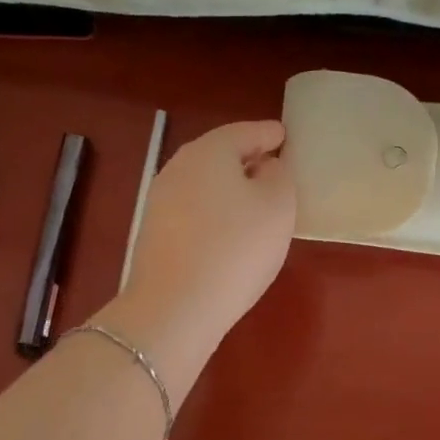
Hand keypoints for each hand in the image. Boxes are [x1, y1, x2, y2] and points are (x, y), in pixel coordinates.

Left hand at [101, 120, 295, 355]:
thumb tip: (266, 168)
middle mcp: (178, 167)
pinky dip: (215, 210)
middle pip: (218, 154)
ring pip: (204, 182)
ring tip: (256, 201)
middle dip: (246, 158)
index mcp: (209, 152)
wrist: (176, 307)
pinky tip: (230, 230)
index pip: (244, 132)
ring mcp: (161, 201)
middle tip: (273, 165)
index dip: (268, 133)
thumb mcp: (278, 206)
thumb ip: (279, 176)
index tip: (284, 135)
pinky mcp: (155, 233)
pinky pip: (194, 209)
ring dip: (230, 186)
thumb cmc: (237, 248)